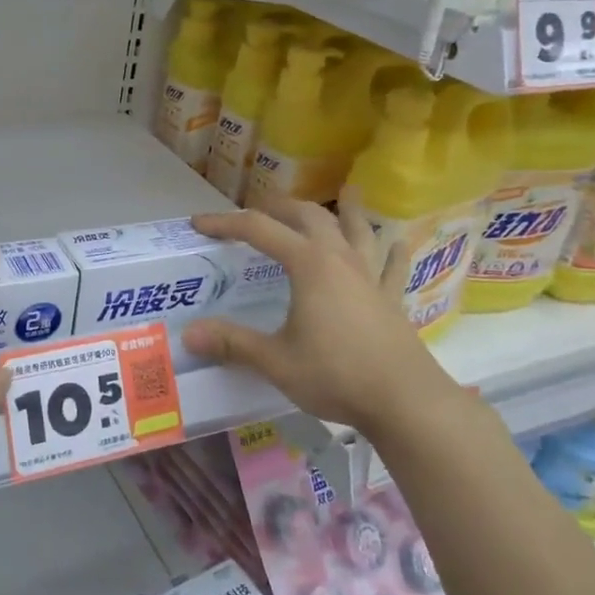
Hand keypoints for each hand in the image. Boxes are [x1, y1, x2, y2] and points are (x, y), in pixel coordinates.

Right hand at [183, 193, 442, 430]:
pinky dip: (390, 252)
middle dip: (281, 207)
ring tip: (346, 192)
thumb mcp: (276, 361)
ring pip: (358, 230)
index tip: (198, 223)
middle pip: (309, 216)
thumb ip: (233, 343)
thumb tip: (188, 335)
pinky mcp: (393, 299)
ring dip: (347, 210)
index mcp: (308, 264)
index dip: (225, 222)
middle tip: (259, 208)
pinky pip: (392, 266)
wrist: (406, 401)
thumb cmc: (336, 375)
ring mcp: (370, 276)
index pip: (258, 229)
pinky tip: (395, 245)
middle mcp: (339, 258)